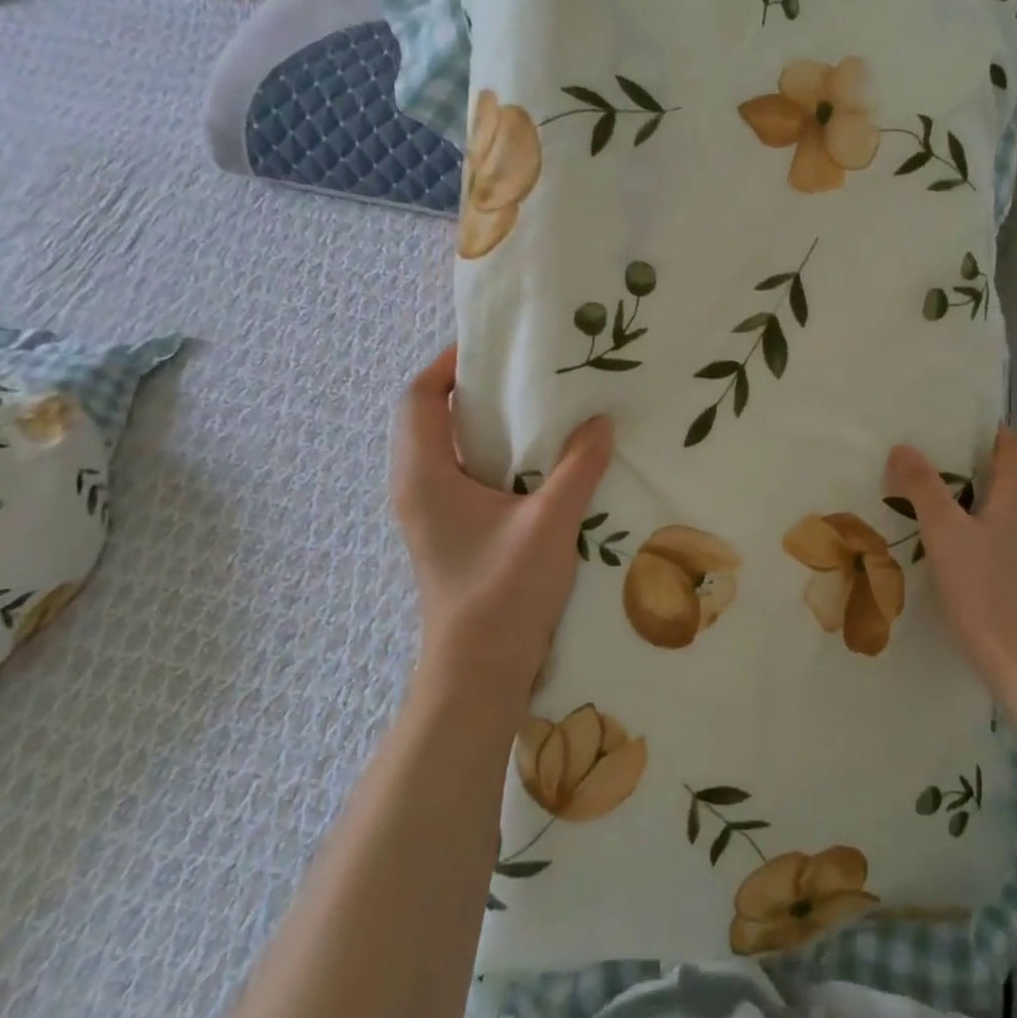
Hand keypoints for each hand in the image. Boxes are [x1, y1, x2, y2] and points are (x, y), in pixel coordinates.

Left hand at [391, 346, 612, 710]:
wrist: (479, 671)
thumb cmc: (503, 593)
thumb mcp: (549, 523)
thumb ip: (577, 467)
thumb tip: (600, 422)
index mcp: (425, 475)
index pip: (420, 397)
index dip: (448, 363)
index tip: (492, 345)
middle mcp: (416, 486)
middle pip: (430, 415)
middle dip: (470, 386)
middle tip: (523, 370)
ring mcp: (429, 511)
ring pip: (445, 445)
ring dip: (481, 420)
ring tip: (534, 405)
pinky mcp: (447, 529)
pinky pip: (460, 470)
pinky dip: (489, 450)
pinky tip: (534, 456)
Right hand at [885, 426, 1016, 705]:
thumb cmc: (986, 591)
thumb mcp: (944, 534)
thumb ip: (923, 488)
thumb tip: (903, 447)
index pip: (1013, 450)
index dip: (991, 431)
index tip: (957, 421)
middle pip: (1008, 480)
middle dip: (973, 464)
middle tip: (930, 458)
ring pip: (1002, 513)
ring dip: (973, 500)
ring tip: (932, 500)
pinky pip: (1000, 542)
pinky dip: (976, 532)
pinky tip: (949, 550)